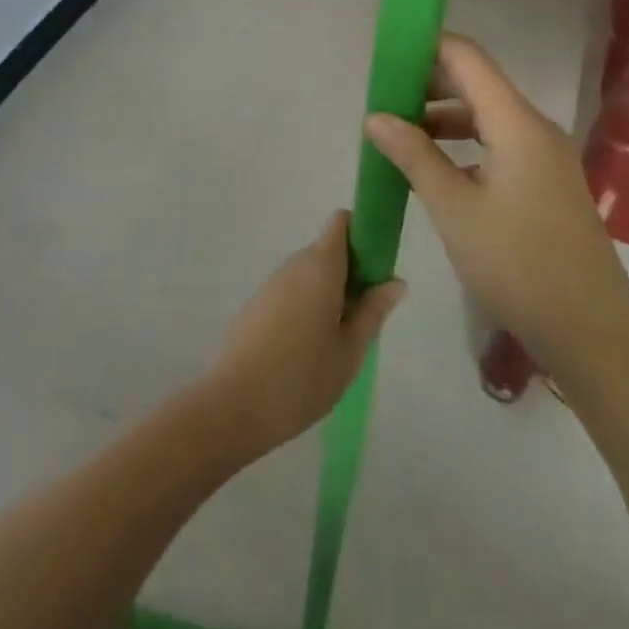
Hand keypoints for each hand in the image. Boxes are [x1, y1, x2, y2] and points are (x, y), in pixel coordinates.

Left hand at [203, 213, 404, 456]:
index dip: (363, 234)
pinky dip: (307, 307)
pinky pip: (292, 292)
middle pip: (328, 250)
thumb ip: (373, 312)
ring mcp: (271, 284)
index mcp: (320, 266)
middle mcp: (294, 265)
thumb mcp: (349, 351)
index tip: (378, 269)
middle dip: (351, 273)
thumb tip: (395, 281)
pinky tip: (308, 350)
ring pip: (310, 274)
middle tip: (365, 317)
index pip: (342, 222)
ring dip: (329, 293)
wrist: (232, 406)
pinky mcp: (256, 305)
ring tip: (339, 341)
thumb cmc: (301, 378)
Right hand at [364, 34, 628, 367]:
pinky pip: (498, 142)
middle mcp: (534, 127)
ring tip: (398, 132)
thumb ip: (414, 155)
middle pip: (477, 83)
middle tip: (382, 96)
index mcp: (516, 122)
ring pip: (486, 115)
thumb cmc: (516, 263)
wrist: (590, 328)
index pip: (467, 58)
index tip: (387, 53)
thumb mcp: (453, 208)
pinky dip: (463, 142)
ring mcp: (544, 155)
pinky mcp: (545, 181)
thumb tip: (375, 116)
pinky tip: (434, 165)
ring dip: (443, 116)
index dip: (427, 47)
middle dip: (428, 83)